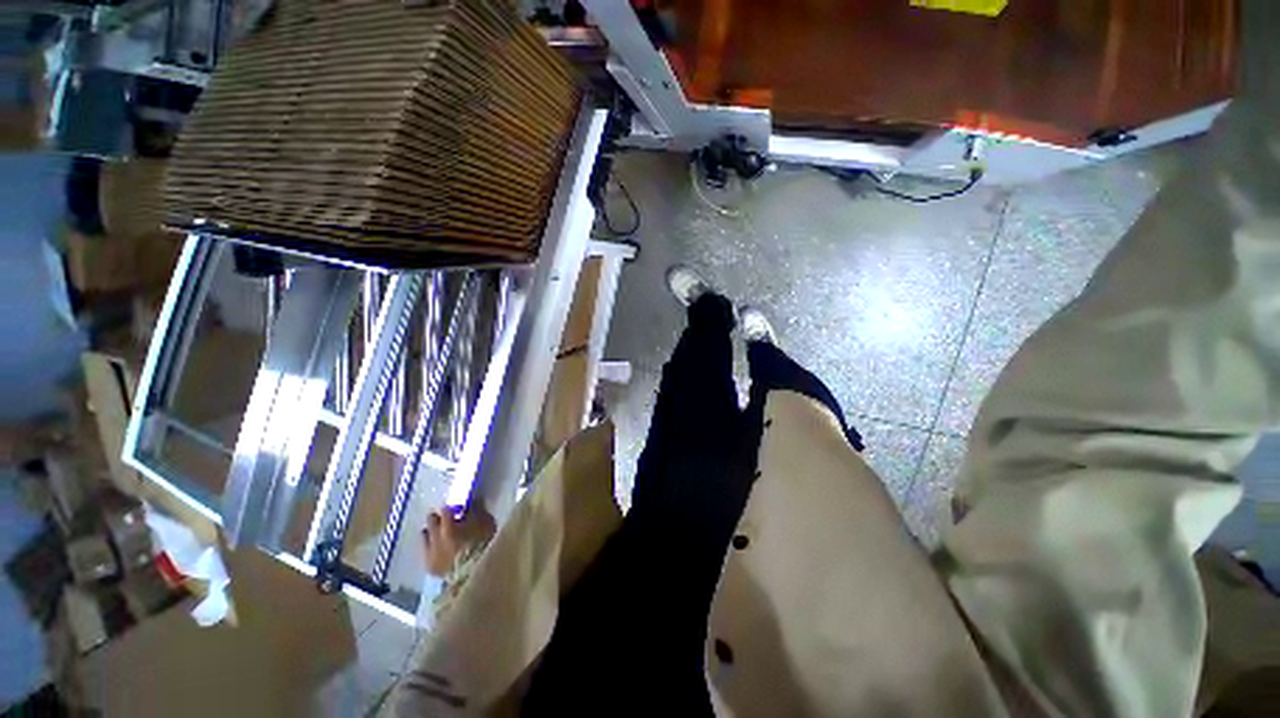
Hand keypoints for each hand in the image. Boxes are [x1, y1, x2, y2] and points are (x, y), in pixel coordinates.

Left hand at [421, 505, 495, 576]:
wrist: (475, 572)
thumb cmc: (483, 544)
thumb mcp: (486, 522)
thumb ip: (476, 511)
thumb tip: (472, 502)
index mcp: (448, 524)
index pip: (445, 509)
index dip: (451, 507)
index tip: (457, 508)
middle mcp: (434, 536)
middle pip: (431, 520)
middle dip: (437, 518)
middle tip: (446, 519)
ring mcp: (429, 552)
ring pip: (424, 536)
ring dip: (431, 533)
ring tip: (440, 535)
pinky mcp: (429, 567)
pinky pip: (426, 553)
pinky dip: (432, 549)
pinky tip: (439, 551)